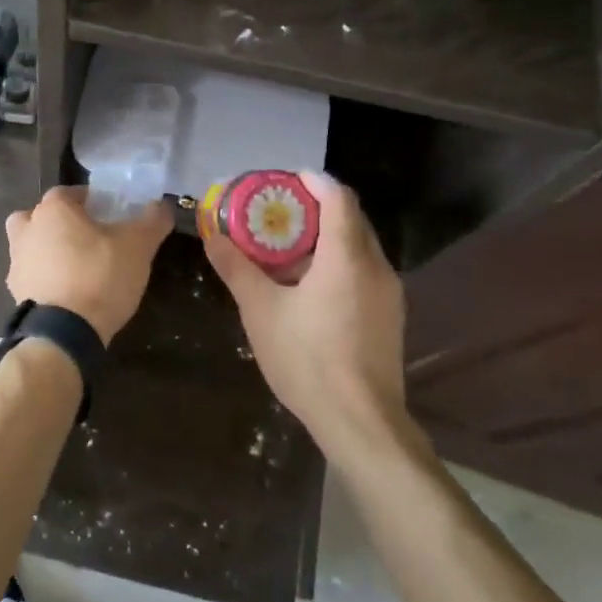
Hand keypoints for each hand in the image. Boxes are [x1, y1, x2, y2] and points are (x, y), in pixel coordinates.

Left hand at [5, 188, 171, 343]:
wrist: (63, 333)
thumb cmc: (100, 276)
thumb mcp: (138, 246)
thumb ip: (152, 221)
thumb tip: (162, 205)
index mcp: (53, 209)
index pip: (71, 192)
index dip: (92, 201)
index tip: (110, 215)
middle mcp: (27, 228)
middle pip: (43, 215)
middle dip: (62, 222)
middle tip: (89, 238)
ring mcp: (16, 261)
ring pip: (31, 244)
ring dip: (48, 249)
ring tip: (76, 266)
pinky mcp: (15, 291)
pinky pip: (31, 274)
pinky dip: (44, 278)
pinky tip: (67, 292)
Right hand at [205, 171, 411, 454]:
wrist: (360, 421)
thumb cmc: (307, 358)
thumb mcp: (260, 311)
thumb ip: (237, 269)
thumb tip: (212, 237)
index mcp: (347, 256)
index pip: (338, 197)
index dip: (313, 182)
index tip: (286, 179)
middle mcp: (376, 266)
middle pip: (351, 219)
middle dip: (316, 208)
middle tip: (278, 212)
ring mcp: (389, 294)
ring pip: (358, 248)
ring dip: (326, 238)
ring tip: (287, 249)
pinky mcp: (390, 317)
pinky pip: (364, 272)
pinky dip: (338, 263)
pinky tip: (309, 287)